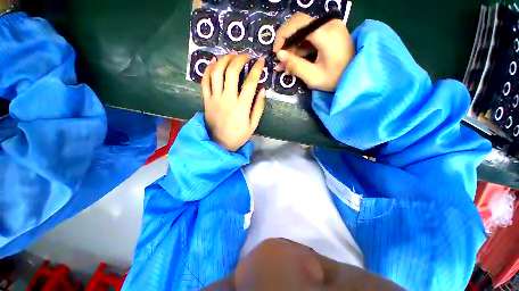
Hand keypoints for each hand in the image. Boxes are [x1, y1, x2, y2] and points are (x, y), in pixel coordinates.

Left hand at [202, 54, 265, 151]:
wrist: (219, 144)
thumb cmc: (239, 135)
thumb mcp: (253, 124)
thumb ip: (259, 107)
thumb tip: (262, 89)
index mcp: (241, 106)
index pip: (250, 82)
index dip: (256, 69)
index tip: (261, 61)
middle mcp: (227, 98)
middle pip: (231, 71)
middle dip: (240, 59)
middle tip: (246, 56)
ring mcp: (214, 98)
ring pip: (216, 72)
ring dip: (224, 59)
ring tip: (231, 55)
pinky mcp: (206, 100)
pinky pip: (204, 81)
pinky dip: (208, 69)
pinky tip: (214, 62)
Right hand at [273, 13, 354, 91]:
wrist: (357, 76)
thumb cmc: (336, 78)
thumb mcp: (313, 76)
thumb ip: (295, 65)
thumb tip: (279, 55)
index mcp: (325, 32)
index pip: (297, 23)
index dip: (282, 36)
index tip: (276, 53)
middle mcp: (328, 24)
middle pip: (299, 25)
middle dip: (286, 43)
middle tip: (281, 62)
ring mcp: (330, 27)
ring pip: (303, 32)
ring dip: (292, 48)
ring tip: (286, 66)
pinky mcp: (329, 32)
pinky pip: (310, 37)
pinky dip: (301, 48)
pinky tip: (295, 61)